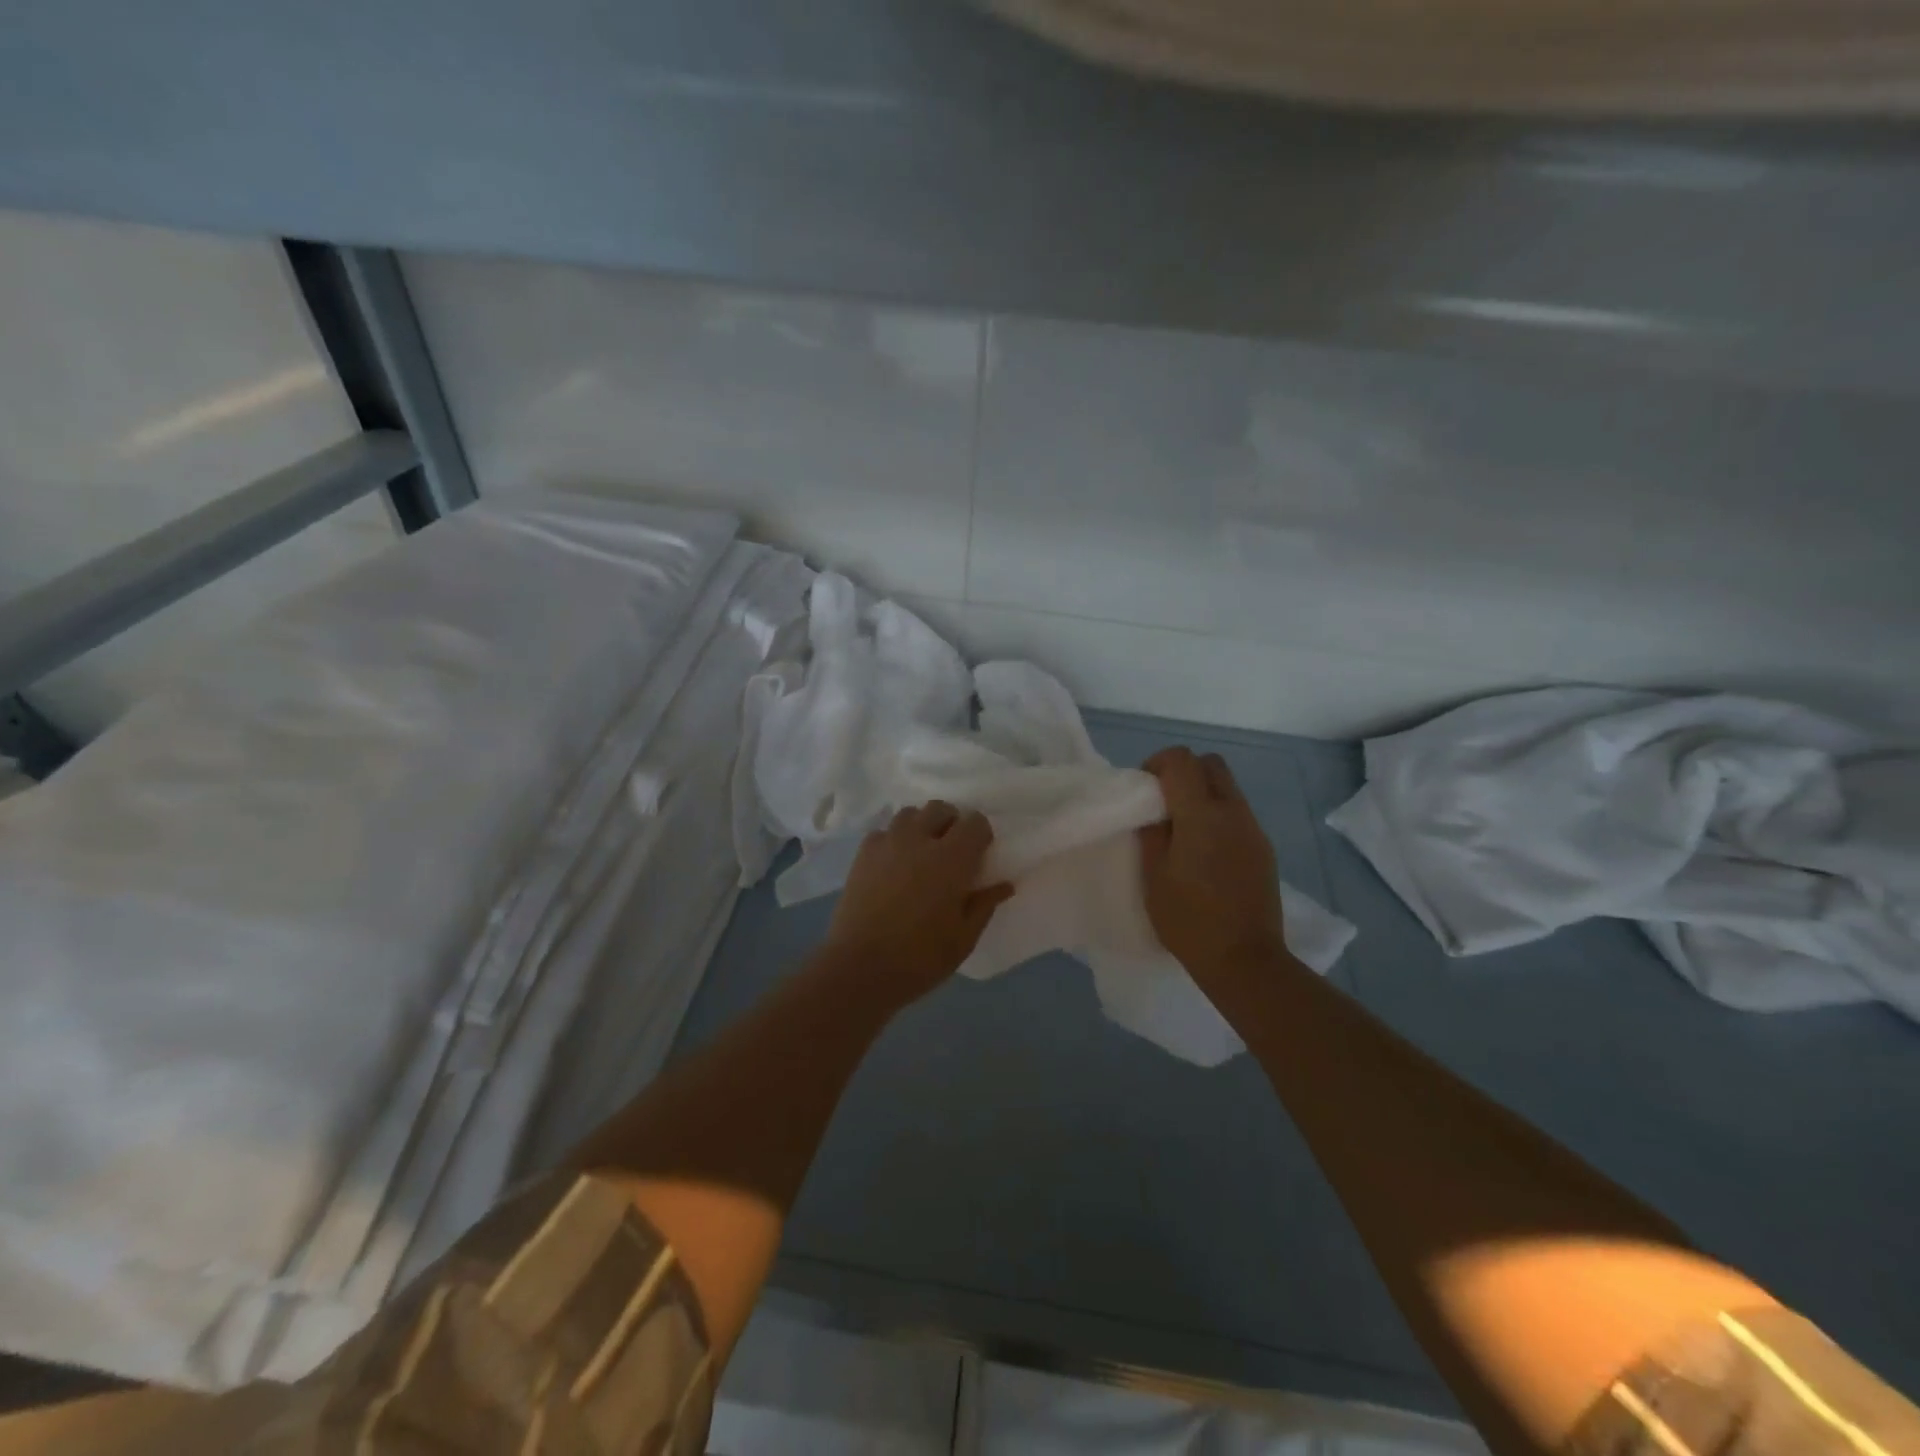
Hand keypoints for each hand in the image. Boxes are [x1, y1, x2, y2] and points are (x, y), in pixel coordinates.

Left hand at [823, 802, 1014, 1009]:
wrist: (859, 968)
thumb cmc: (920, 957)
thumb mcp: (963, 938)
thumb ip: (984, 905)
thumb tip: (1004, 885)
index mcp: (952, 858)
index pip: (975, 822)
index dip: (981, 834)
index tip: (980, 855)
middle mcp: (919, 840)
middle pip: (940, 809)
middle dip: (951, 823)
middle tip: (952, 852)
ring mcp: (887, 843)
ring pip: (909, 814)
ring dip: (921, 826)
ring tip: (922, 854)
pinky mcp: (862, 854)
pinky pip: (883, 832)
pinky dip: (894, 840)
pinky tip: (894, 865)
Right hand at [1139, 747, 1287, 978]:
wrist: (1244, 959)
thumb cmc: (1188, 920)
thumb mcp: (1153, 875)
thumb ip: (1152, 832)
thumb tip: (1155, 810)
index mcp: (1201, 815)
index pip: (1182, 759)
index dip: (1158, 763)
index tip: (1145, 790)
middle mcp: (1233, 812)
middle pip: (1211, 764)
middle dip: (1184, 771)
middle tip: (1163, 803)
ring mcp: (1254, 830)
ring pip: (1227, 788)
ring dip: (1202, 794)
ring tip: (1183, 830)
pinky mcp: (1264, 849)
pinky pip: (1238, 814)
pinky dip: (1218, 816)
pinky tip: (1205, 852)